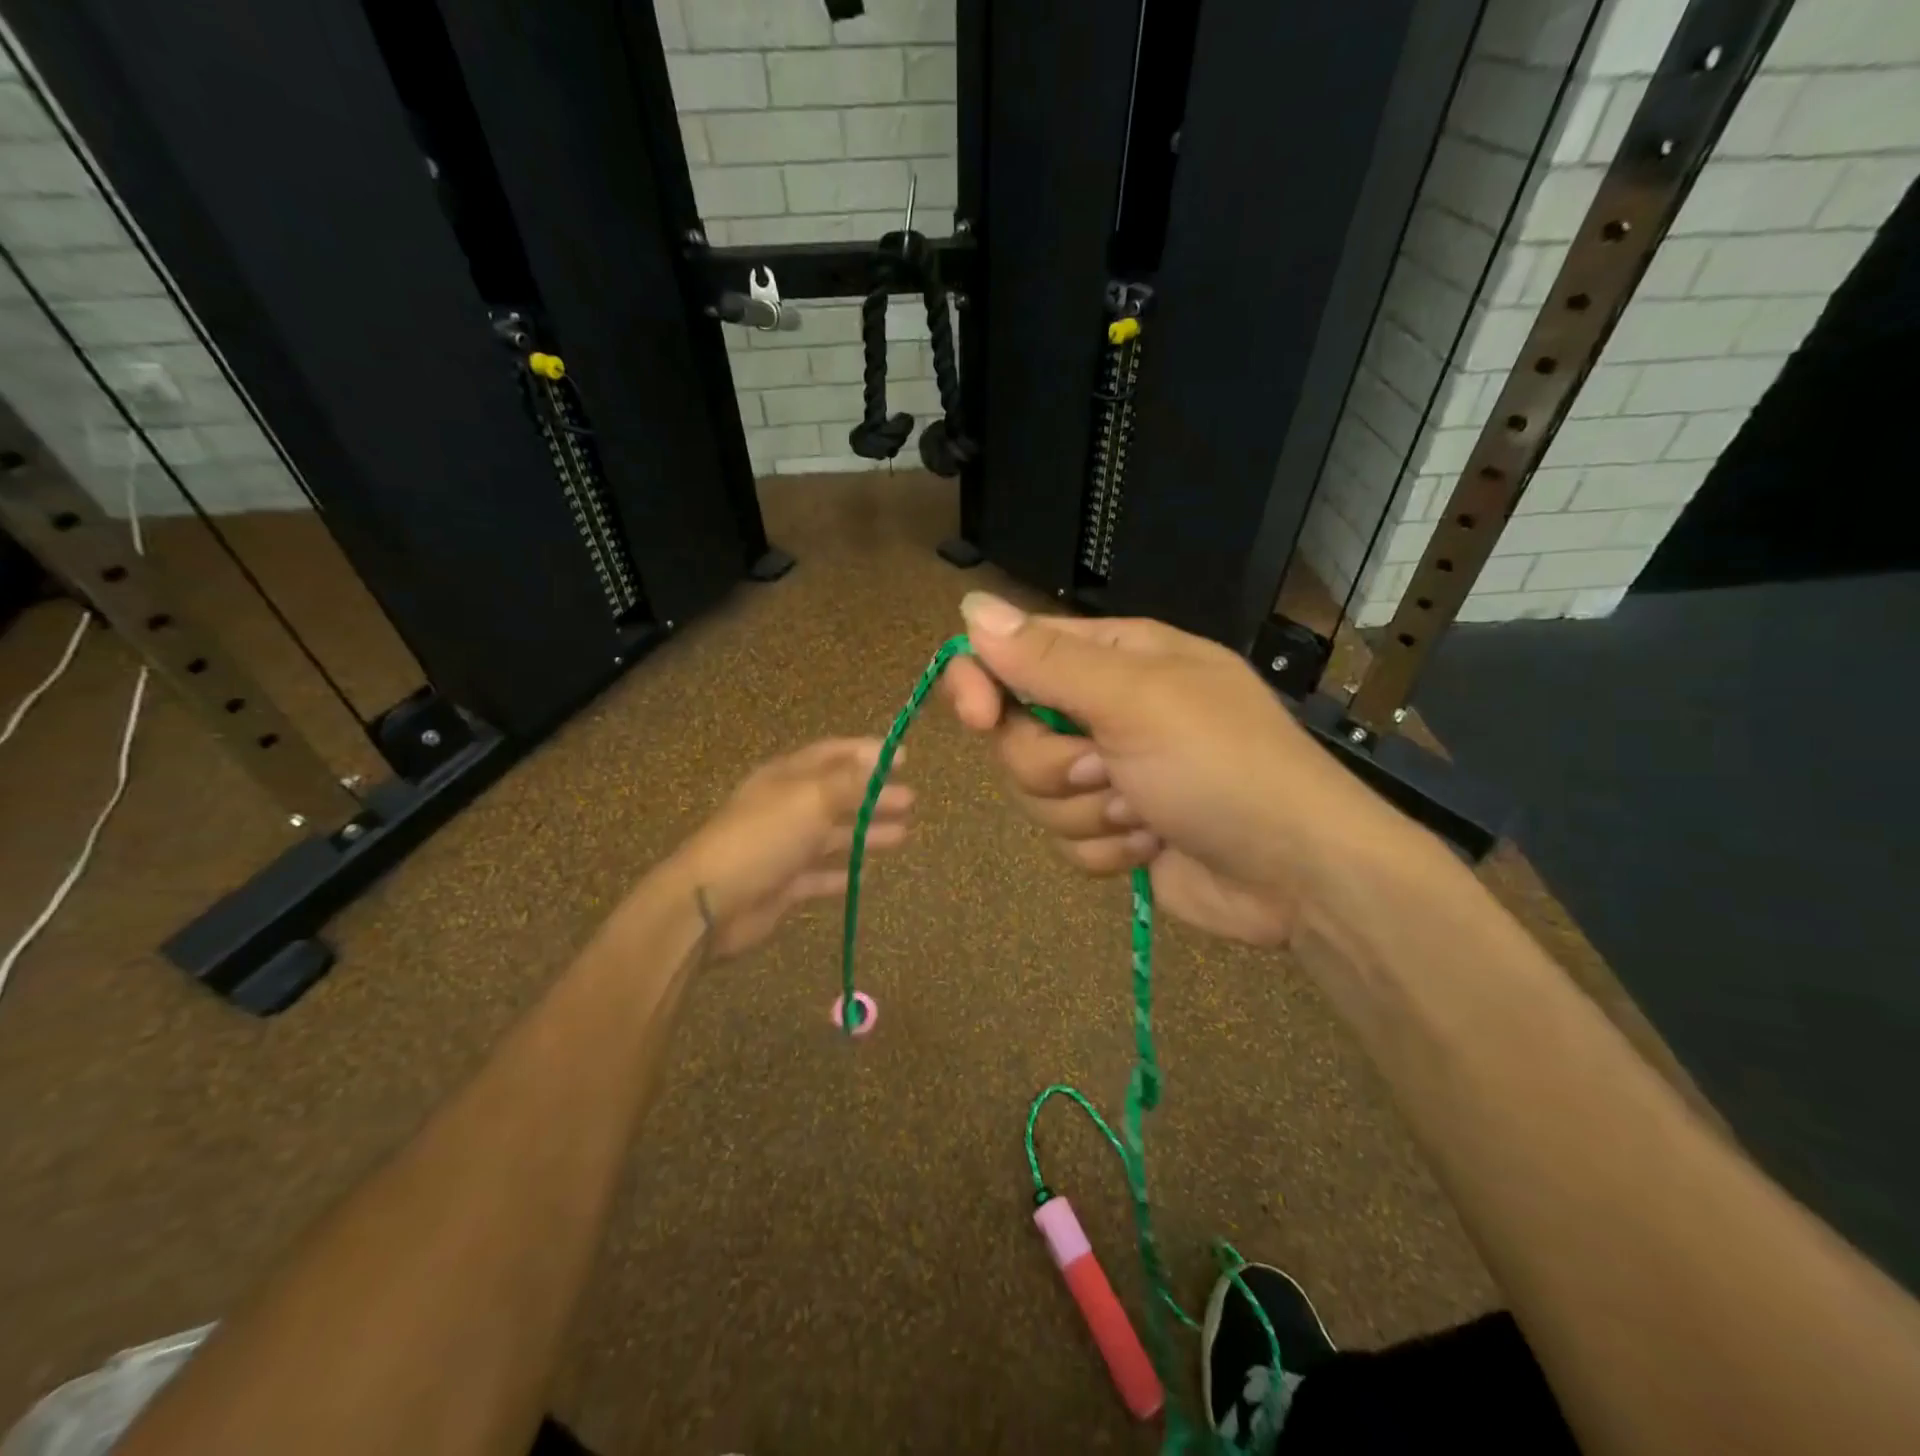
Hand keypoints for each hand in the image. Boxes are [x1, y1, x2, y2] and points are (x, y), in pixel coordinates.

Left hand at [658, 739, 911, 958]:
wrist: (710, 902)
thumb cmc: (763, 838)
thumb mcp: (811, 799)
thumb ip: (849, 781)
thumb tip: (882, 757)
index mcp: (787, 778)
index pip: (832, 754)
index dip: (866, 753)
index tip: (903, 758)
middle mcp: (785, 807)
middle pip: (837, 795)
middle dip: (874, 796)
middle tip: (911, 801)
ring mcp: (782, 847)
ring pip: (832, 835)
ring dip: (865, 833)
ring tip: (902, 835)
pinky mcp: (782, 884)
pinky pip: (817, 875)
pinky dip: (839, 873)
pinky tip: (862, 875)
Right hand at [941, 592, 1404, 946]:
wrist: (1299, 874)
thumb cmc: (1223, 766)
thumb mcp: (1136, 700)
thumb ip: (1048, 660)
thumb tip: (971, 606)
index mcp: (1114, 659)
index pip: (1014, 654)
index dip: (983, 682)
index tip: (976, 716)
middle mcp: (1106, 710)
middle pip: (1017, 735)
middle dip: (1057, 765)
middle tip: (1110, 769)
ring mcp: (1111, 775)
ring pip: (1038, 794)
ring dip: (1090, 812)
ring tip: (1147, 813)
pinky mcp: (1116, 832)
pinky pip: (1067, 841)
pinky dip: (1109, 849)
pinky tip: (1153, 846)